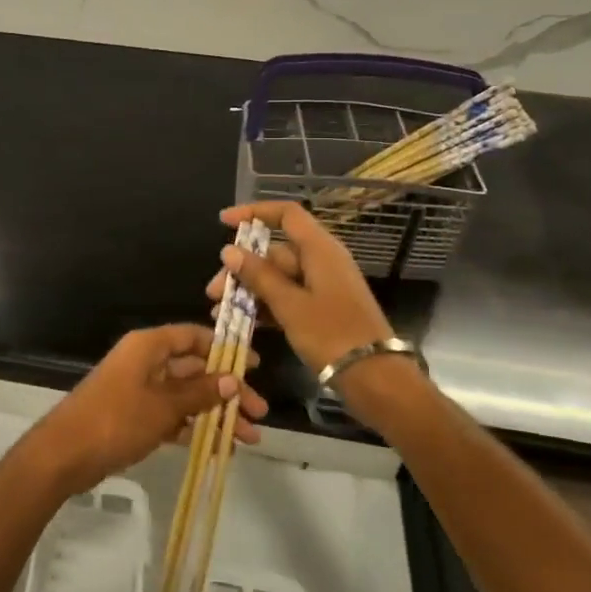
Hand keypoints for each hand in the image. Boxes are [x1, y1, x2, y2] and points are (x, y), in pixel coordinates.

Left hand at [35, 325, 268, 492]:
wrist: (65, 454)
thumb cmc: (116, 420)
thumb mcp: (163, 406)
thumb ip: (199, 393)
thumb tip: (231, 379)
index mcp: (149, 346)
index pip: (193, 337)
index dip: (224, 349)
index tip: (253, 366)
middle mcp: (145, 361)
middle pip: (194, 369)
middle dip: (226, 391)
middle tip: (259, 414)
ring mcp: (139, 389)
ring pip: (186, 395)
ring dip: (215, 413)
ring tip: (248, 439)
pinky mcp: (134, 416)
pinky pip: (172, 415)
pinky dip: (193, 427)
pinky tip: (218, 447)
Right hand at [206, 202, 424, 424]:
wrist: (376, 379)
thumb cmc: (332, 335)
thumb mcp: (289, 305)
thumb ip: (259, 276)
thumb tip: (229, 251)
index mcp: (320, 250)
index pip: (286, 215)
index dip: (254, 212)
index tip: (224, 222)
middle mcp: (322, 261)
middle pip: (275, 251)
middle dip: (242, 267)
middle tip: (214, 291)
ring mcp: (323, 286)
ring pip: (278, 277)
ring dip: (249, 290)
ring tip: (220, 310)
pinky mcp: (323, 309)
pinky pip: (288, 297)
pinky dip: (266, 305)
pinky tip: (243, 322)